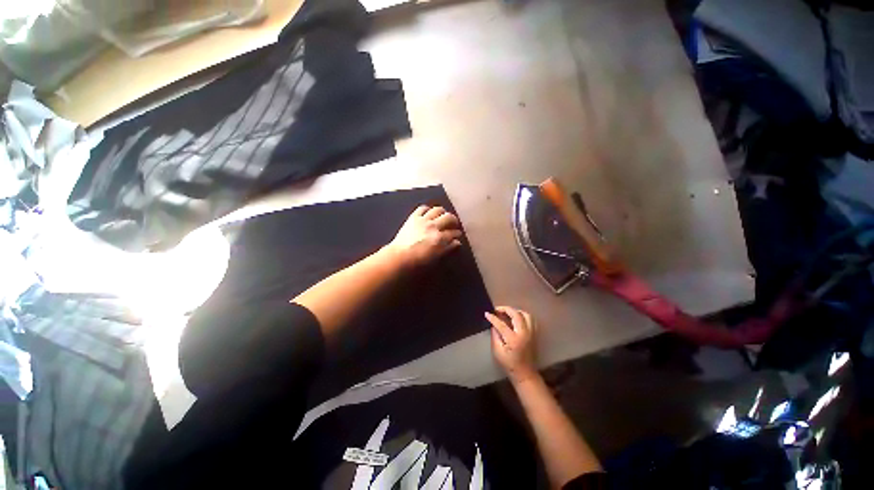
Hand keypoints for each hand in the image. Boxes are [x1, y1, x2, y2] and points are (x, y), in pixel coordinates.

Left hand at [386, 205, 462, 267]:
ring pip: (437, 210)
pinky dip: (427, 209)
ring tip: (443, 216)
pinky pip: (422, 208)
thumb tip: (457, 243)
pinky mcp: (413, 217)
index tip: (458, 235)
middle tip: (453, 224)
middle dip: (453, 220)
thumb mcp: (436, 257)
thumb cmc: (418, 261)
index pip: (454, 233)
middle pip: (449, 217)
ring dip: (442, 212)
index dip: (457, 234)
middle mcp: (434, 226)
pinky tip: (429, 213)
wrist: (399, 256)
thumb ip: (447, 248)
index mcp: (440, 238)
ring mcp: (423, 220)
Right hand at [486, 306, 538, 383]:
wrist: (525, 374)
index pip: (501, 323)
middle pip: (516, 314)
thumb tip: (493, 325)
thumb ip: (495, 336)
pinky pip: (531, 320)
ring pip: (526, 314)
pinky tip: (516, 318)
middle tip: (497, 310)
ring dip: (515, 311)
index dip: (493, 317)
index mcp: (514, 339)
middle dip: (505, 309)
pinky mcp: (534, 334)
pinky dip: (523, 315)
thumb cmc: (509, 364)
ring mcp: (531, 333)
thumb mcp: (497, 352)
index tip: (487, 313)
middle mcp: (524, 333)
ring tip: (507, 313)